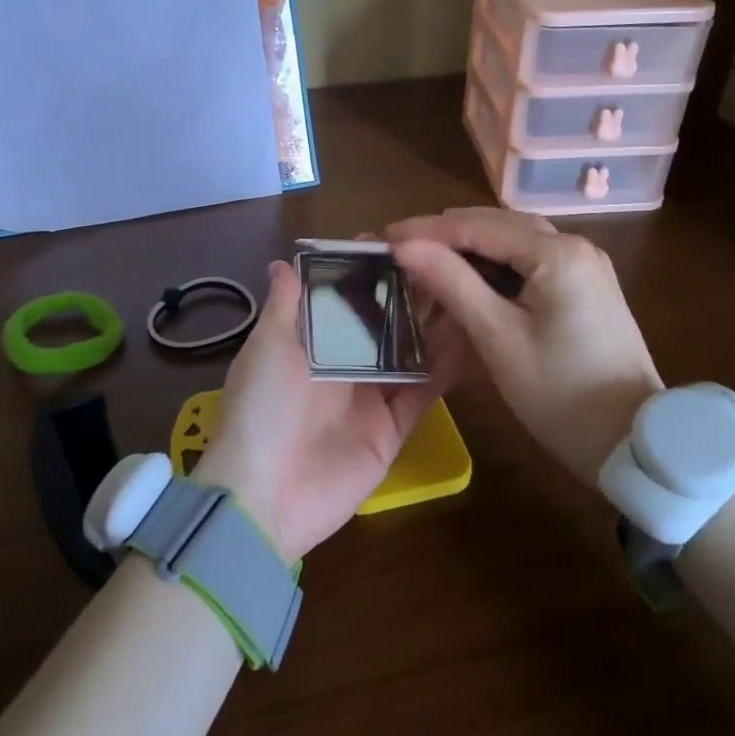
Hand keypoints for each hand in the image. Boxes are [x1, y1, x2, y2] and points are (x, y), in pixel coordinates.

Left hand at [195, 260, 460, 562]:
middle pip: (385, 322)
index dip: (369, 270)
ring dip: (436, 325)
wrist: (265, 496)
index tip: (400, 239)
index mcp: (312, 342)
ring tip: (470, 288)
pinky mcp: (393, 429)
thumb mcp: (267, 348)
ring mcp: (372, 397)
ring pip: (411, 353)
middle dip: (411, 293)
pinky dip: (446, 369)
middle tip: (449, 259)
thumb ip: (285, 306)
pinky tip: (472, 338)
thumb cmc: (262, 408)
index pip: (346, 297)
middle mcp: (345, 364)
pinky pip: (424, 393)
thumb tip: (283, 262)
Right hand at [388, 207, 661, 484]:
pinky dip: (496, 267)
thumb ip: (451, 283)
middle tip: (401, 251)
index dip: (427, 230)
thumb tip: (405, 246)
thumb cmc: (560, 394)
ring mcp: (585, 266)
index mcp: (557, 253)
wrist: (633, 444)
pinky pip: (531, 262)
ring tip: (427, 263)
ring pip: (514, 242)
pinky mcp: (586, 288)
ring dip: (470, 249)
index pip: (477, 226)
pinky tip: (469, 282)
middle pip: (497, 225)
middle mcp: (575, 246)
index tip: (383, 237)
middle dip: (447, 235)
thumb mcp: (498, 338)